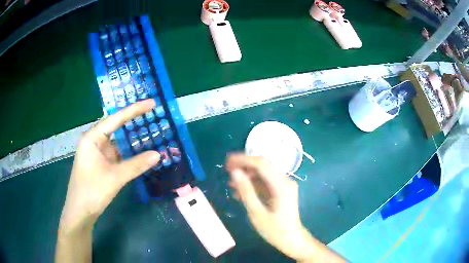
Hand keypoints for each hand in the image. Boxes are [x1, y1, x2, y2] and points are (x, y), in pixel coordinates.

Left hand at [59, 100, 159, 232]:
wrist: (81, 213)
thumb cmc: (92, 192)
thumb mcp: (114, 178)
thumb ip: (136, 165)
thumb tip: (158, 154)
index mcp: (92, 138)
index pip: (115, 119)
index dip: (134, 110)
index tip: (152, 103)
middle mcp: (94, 142)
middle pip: (116, 127)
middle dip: (133, 120)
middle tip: (153, 113)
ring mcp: (98, 153)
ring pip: (118, 142)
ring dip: (132, 139)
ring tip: (151, 130)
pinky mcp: (101, 164)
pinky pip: (118, 154)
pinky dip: (129, 153)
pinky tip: (141, 151)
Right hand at [226, 154, 344, 261]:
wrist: (291, 240)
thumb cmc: (275, 230)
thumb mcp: (257, 213)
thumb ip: (246, 191)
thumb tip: (235, 172)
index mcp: (281, 185)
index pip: (262, 164)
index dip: (244, 160)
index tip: (227, 162)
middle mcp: (285, 181)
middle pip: (263, 165)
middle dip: (244, 165)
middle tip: (227, 169)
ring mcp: (284, 185)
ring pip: (263, 173)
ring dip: (247, 175)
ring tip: (231, 182)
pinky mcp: (281, 190)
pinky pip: (265, 182)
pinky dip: (253, 184)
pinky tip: (240, 191)